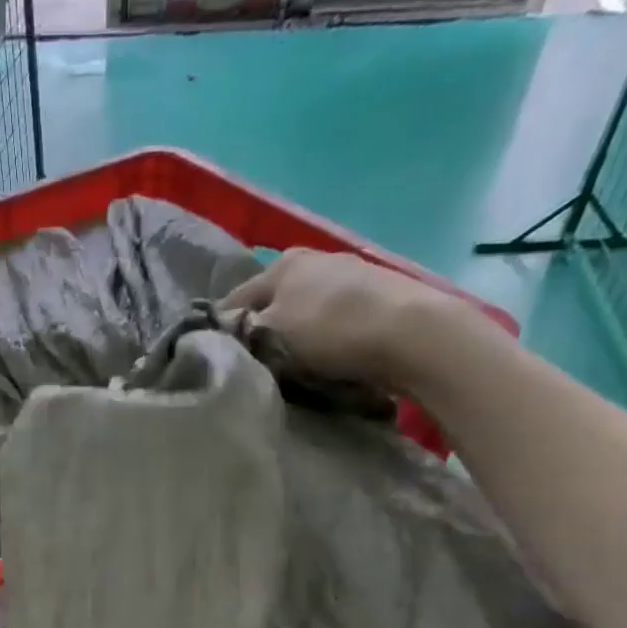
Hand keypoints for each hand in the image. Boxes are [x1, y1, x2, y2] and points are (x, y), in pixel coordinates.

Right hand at [221, 248, 490, 392]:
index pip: (234, 300)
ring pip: (304, 311)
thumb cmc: (330, 330)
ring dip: (294, 336)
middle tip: (253, 368)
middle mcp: (314, 259)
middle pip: (272, 303)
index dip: (220, 330)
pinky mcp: (378, 296)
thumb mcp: (270, 333)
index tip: (215, 361)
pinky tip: (326, 358)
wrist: (411, 333)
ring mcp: (350, 274)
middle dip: (261, 332)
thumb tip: (219, 338)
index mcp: (281, 263)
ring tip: (290, 367)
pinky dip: (324, 338)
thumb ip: (240, 333)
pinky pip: (333, 320)